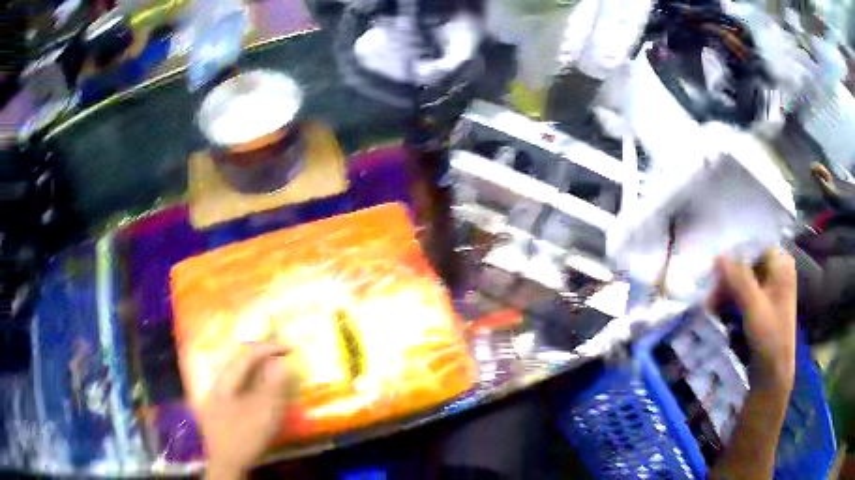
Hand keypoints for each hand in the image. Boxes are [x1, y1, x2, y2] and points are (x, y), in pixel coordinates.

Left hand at [198, 342, 294, 479]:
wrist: (226, 464)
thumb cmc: (244, 438)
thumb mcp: (263, 415)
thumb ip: (272, 388)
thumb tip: (281, 363)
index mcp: (224, 382)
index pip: (246, 356)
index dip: (268, 348)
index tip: (289, 348)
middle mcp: (216, 383)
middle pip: (237, 360)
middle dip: (260, 354)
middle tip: (280, 353)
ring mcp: (215, 394)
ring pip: (235, 372)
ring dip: (254, 367)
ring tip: (272, 366)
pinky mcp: (218, 406)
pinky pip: (235, 384)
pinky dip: (249, 380)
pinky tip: (257, 387)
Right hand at [712, 248, 796, 391]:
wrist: (773, 374)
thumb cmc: (769, 337)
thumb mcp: (753, 307)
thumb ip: (738, 279)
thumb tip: (718, 255)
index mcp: (781, 264)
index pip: (754, 246)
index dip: (734, 255)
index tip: (716, 272)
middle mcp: (777, 270)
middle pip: (748, 263)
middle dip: (728, 278)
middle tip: (711, 296)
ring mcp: (771, 288)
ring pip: (744, 279)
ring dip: (727, 291)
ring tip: (712, 307)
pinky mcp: (764, 304)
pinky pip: (745, 293)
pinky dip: (732, 300)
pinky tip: (720, 311)